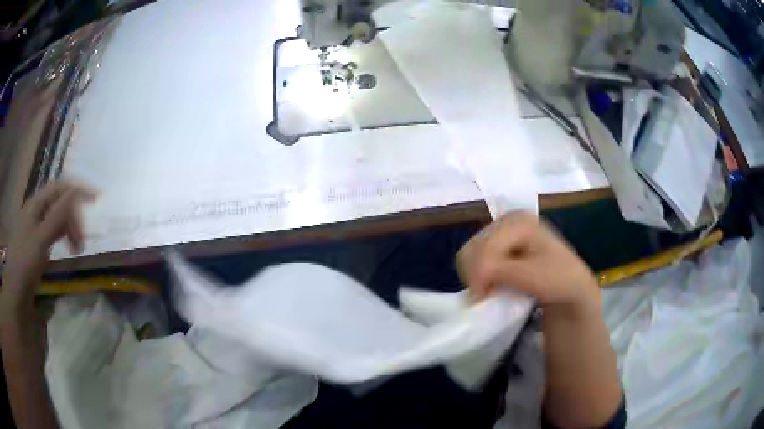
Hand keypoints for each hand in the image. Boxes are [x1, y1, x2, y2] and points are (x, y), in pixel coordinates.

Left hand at [1, 182, 95, 303]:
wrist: (16, 289)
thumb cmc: (25, 262)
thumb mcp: (41, 239)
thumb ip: (56, 216)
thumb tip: (75, 192)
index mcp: (36, 204)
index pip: (60, 187)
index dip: (78, 190)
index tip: (96, 199)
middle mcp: (37, 210)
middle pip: (60, 203)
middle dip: (74, 216)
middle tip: (83, 241)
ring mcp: (37, 226)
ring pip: (58, 218)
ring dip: (70, 228)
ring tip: (77, 249)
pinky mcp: (38, 242)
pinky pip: (54, 231)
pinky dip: (64, 236)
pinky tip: (67, 247)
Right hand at [456, 212, 599, 311]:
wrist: (571, 287)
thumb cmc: (559, 280)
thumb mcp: (533, 276)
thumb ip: (500, 272)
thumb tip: (472, 282)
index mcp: (518, 220)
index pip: (484, 247)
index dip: (479, 274)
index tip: (482, 299)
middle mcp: (507, 220)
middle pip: (472, 247)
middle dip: (475, 275)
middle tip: (485, 296)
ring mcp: (502, 231)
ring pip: (470, 254)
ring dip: (475, 276)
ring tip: (489, 292)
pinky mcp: (499, 245)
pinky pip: (475, 259)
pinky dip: (478, 275)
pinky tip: (491, 285)